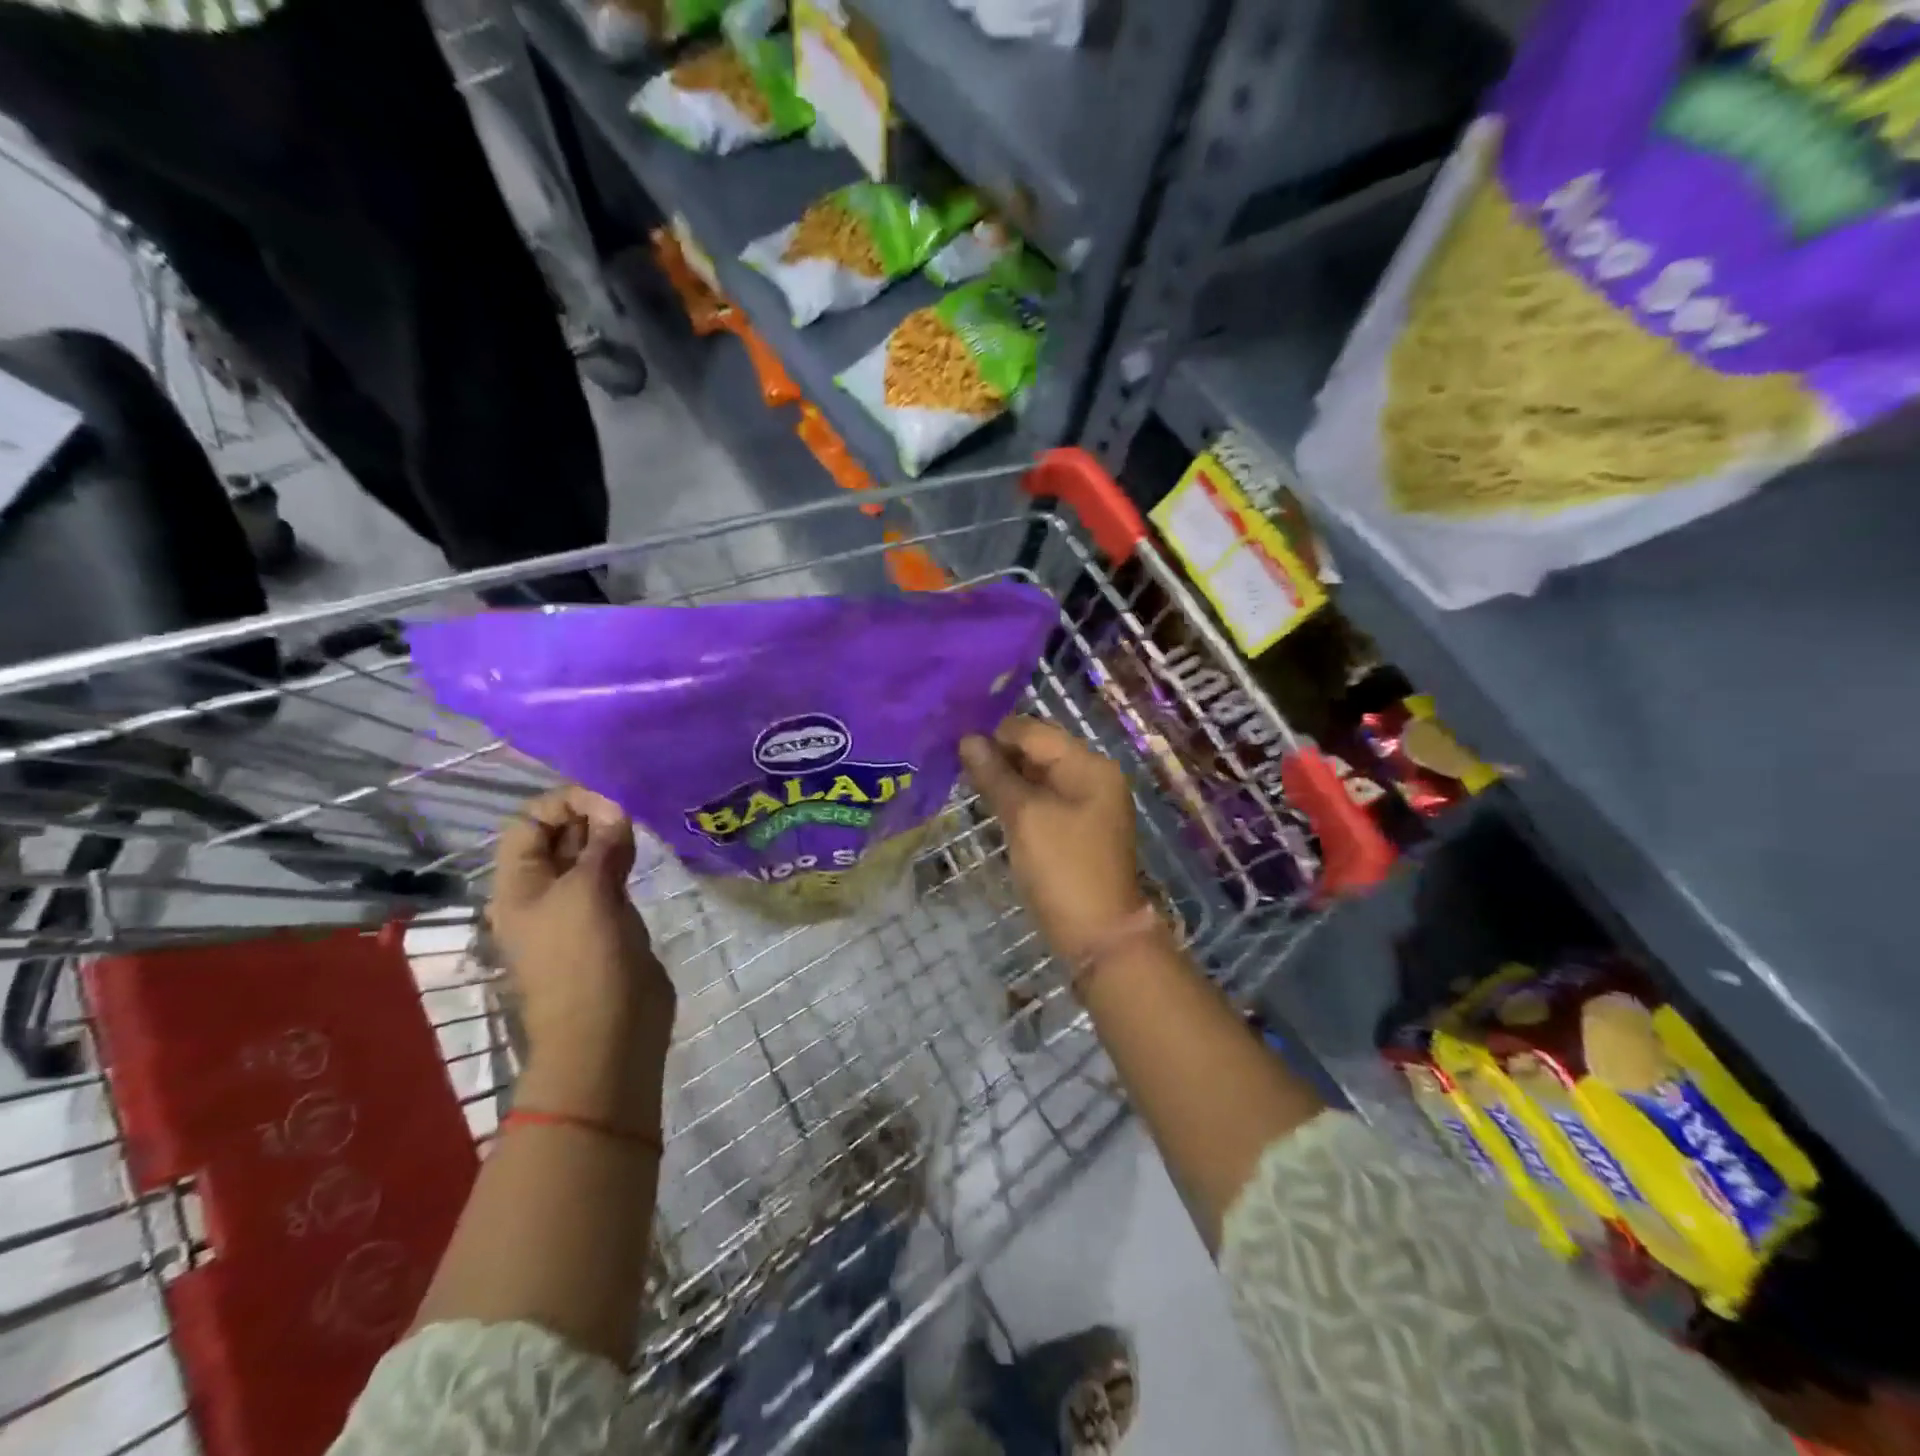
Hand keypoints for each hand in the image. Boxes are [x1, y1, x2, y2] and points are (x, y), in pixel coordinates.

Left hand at [488, 787, 674, 1080]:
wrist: (609, 1030)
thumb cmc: (585, 959)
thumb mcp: (589, 892)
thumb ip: (601, 844)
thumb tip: (616, 805)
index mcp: (518, 885)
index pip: (530, 822)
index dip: (565, 802)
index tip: (610, 797)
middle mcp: (542, 890)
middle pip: (559, 836)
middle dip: (592, 814)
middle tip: (633, 803)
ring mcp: (576, 906)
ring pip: (588, 855)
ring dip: (611, 834)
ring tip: (642, 820)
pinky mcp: (607, 919)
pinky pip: (610, 876)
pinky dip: (624, 857)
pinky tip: (645, 847)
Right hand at [961, 717, 1145, 962]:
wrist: (1098, 936)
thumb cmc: (1062, 869)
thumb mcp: (1024, 817)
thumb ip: (995, 775)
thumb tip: (967, 740)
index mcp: (1089, 765)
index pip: (1034, 731)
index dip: (994, 735)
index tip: (954, 745)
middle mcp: (1092, 776)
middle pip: (1038, 751)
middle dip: (999, 754)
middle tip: (955, 765)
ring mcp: (1087, 804)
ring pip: (1038, 776)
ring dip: (1005, 777)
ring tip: (966, 782)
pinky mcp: (1076, 829)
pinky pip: (1043, 800)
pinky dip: (1018, 799)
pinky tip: (991, 804)